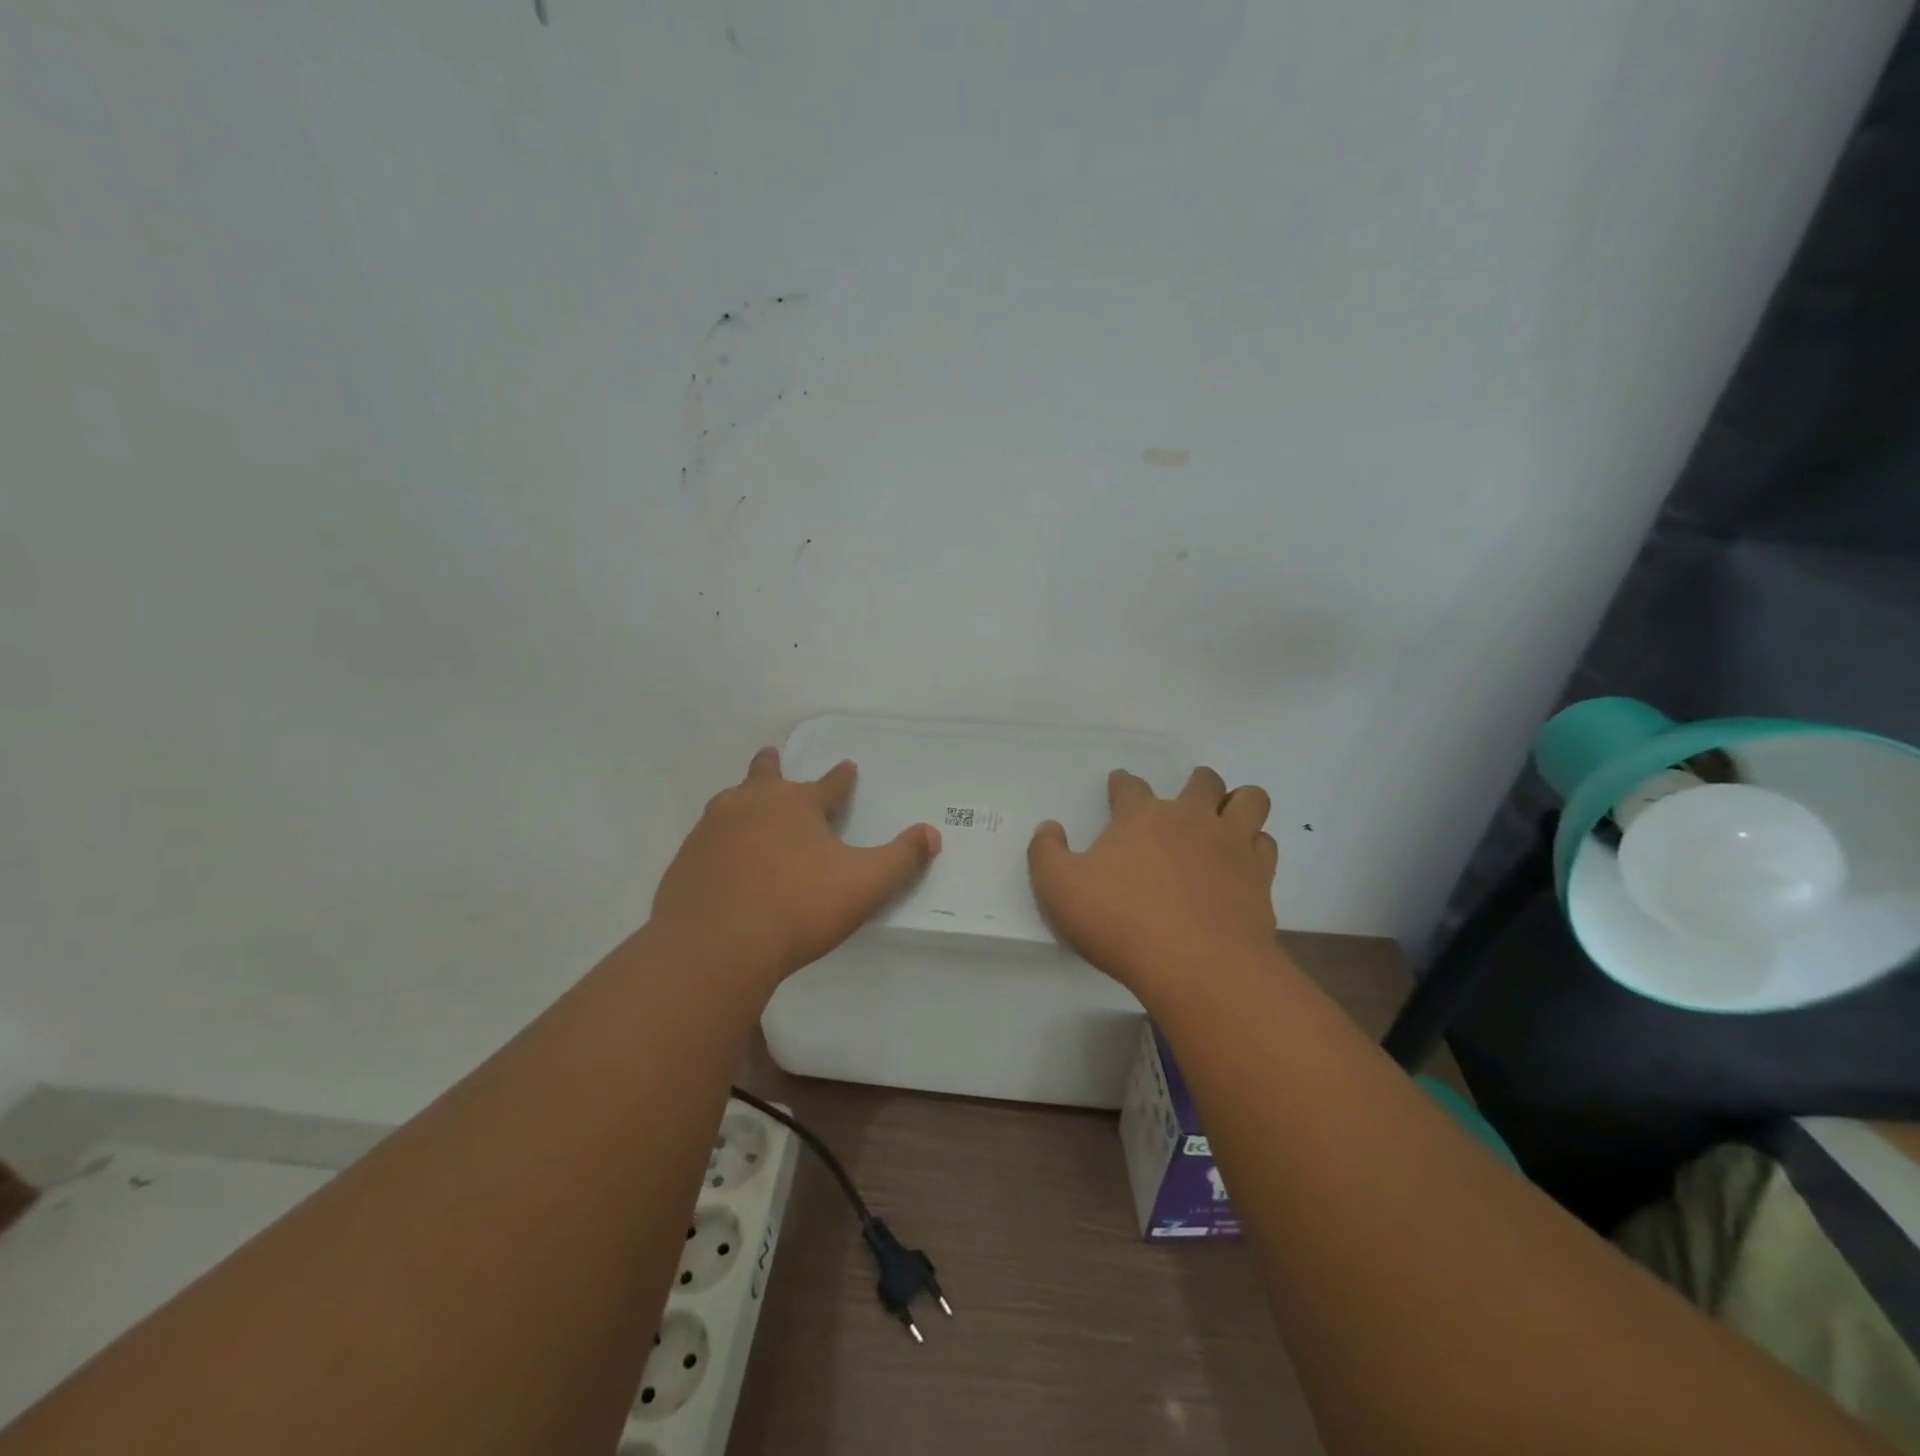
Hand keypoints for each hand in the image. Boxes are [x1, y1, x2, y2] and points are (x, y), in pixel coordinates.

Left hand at [650, 747, 940, 987]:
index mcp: (796, 804)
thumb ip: (901, 859)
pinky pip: (707, 841)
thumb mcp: (865, 884)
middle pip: (764, 775)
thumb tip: (931, 834)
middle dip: (772, 766)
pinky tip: (723, 860)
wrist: (714, 946)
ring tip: (747, 809)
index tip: (847, 766)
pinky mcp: (685, 861)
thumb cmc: (798, 907)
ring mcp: (711, 830)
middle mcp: (751, 805)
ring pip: (730, 803)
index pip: (828, 784)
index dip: (841, 777)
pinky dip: (720, 841)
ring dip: (743, 801)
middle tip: (772, 757)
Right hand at [1028, 766, 1277, 998]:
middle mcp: (1190, 818)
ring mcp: (1230, 844)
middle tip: (1187, 800)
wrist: (1195, 964)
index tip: (1118, 785)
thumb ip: (1046, 853)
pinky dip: (1256, 846)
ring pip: (1249, 800)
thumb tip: (1048, 827)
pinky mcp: (1259, 876)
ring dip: (1238, 803)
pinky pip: (1266, 844)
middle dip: (1196, 783)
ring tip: (1227, 819)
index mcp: (1140, 816)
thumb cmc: (1120, 921)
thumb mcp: (1059, 889)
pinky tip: (1244, 861)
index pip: (1130, 786)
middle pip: (1203, 781)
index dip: (1122, 783)